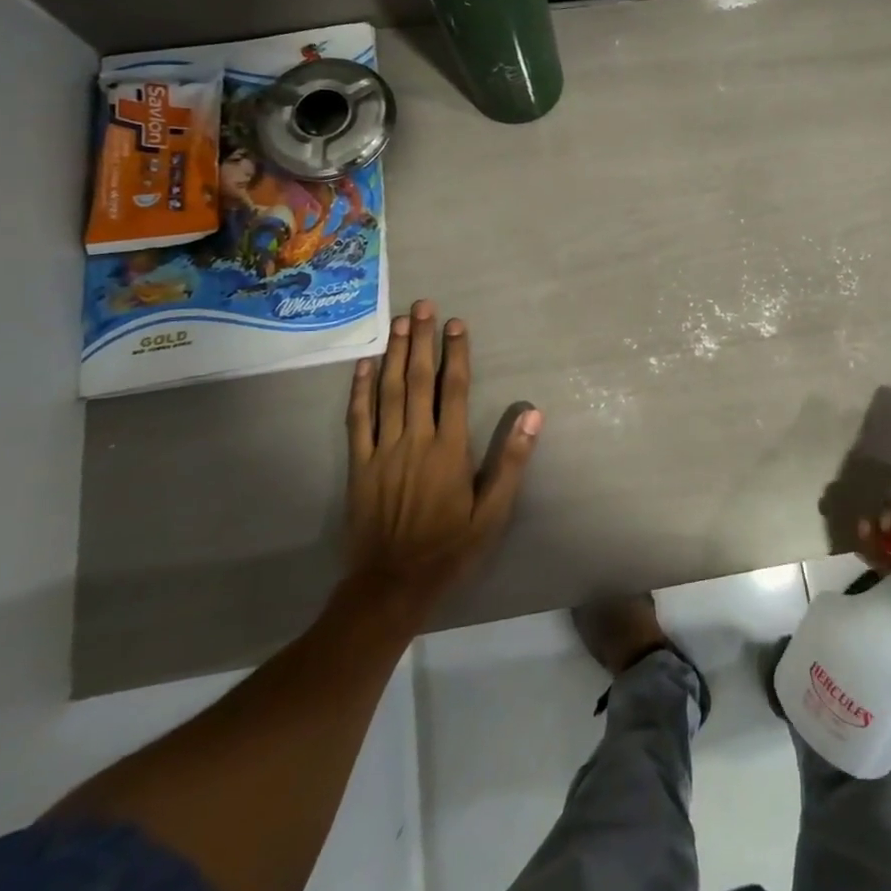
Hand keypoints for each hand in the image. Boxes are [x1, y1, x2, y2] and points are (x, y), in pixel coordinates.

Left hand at [345, 299, 541, 620]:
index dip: (455, 354)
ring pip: (387, 392)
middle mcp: (415, 441)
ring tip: (399, 322)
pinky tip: (364, 365)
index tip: (456, 324)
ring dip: (394, 354)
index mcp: (449, 449)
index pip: (453, 389)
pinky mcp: (358, 466)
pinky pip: (357, 420)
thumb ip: (511, 461)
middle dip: (422, 340)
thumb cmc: (449, 548)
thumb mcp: (492, 512)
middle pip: (417, 380)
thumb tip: (532, 414)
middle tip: (422, 305)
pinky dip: (359, 390)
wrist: (392, 585)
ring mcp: (382, 451)